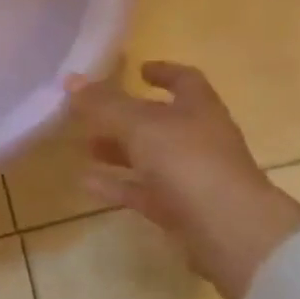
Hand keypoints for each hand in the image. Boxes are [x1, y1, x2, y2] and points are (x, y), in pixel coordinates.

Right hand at [67, 60, 299, 298]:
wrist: (228, 230)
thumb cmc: (189, 162)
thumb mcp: (140, 126)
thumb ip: (104, 104)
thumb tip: (71, 79)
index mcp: (198, 109)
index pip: (184, 81)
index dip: (163, 72)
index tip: (138, 69)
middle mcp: (198, 138)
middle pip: (160, 121)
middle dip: (126, 116)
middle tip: (92, 114)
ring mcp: (190, 175)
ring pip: (149, 157)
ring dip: (118, 151)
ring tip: (84, 147)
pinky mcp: (178, 208)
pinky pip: (141, 191)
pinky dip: (116, 184)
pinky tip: (85, 182)